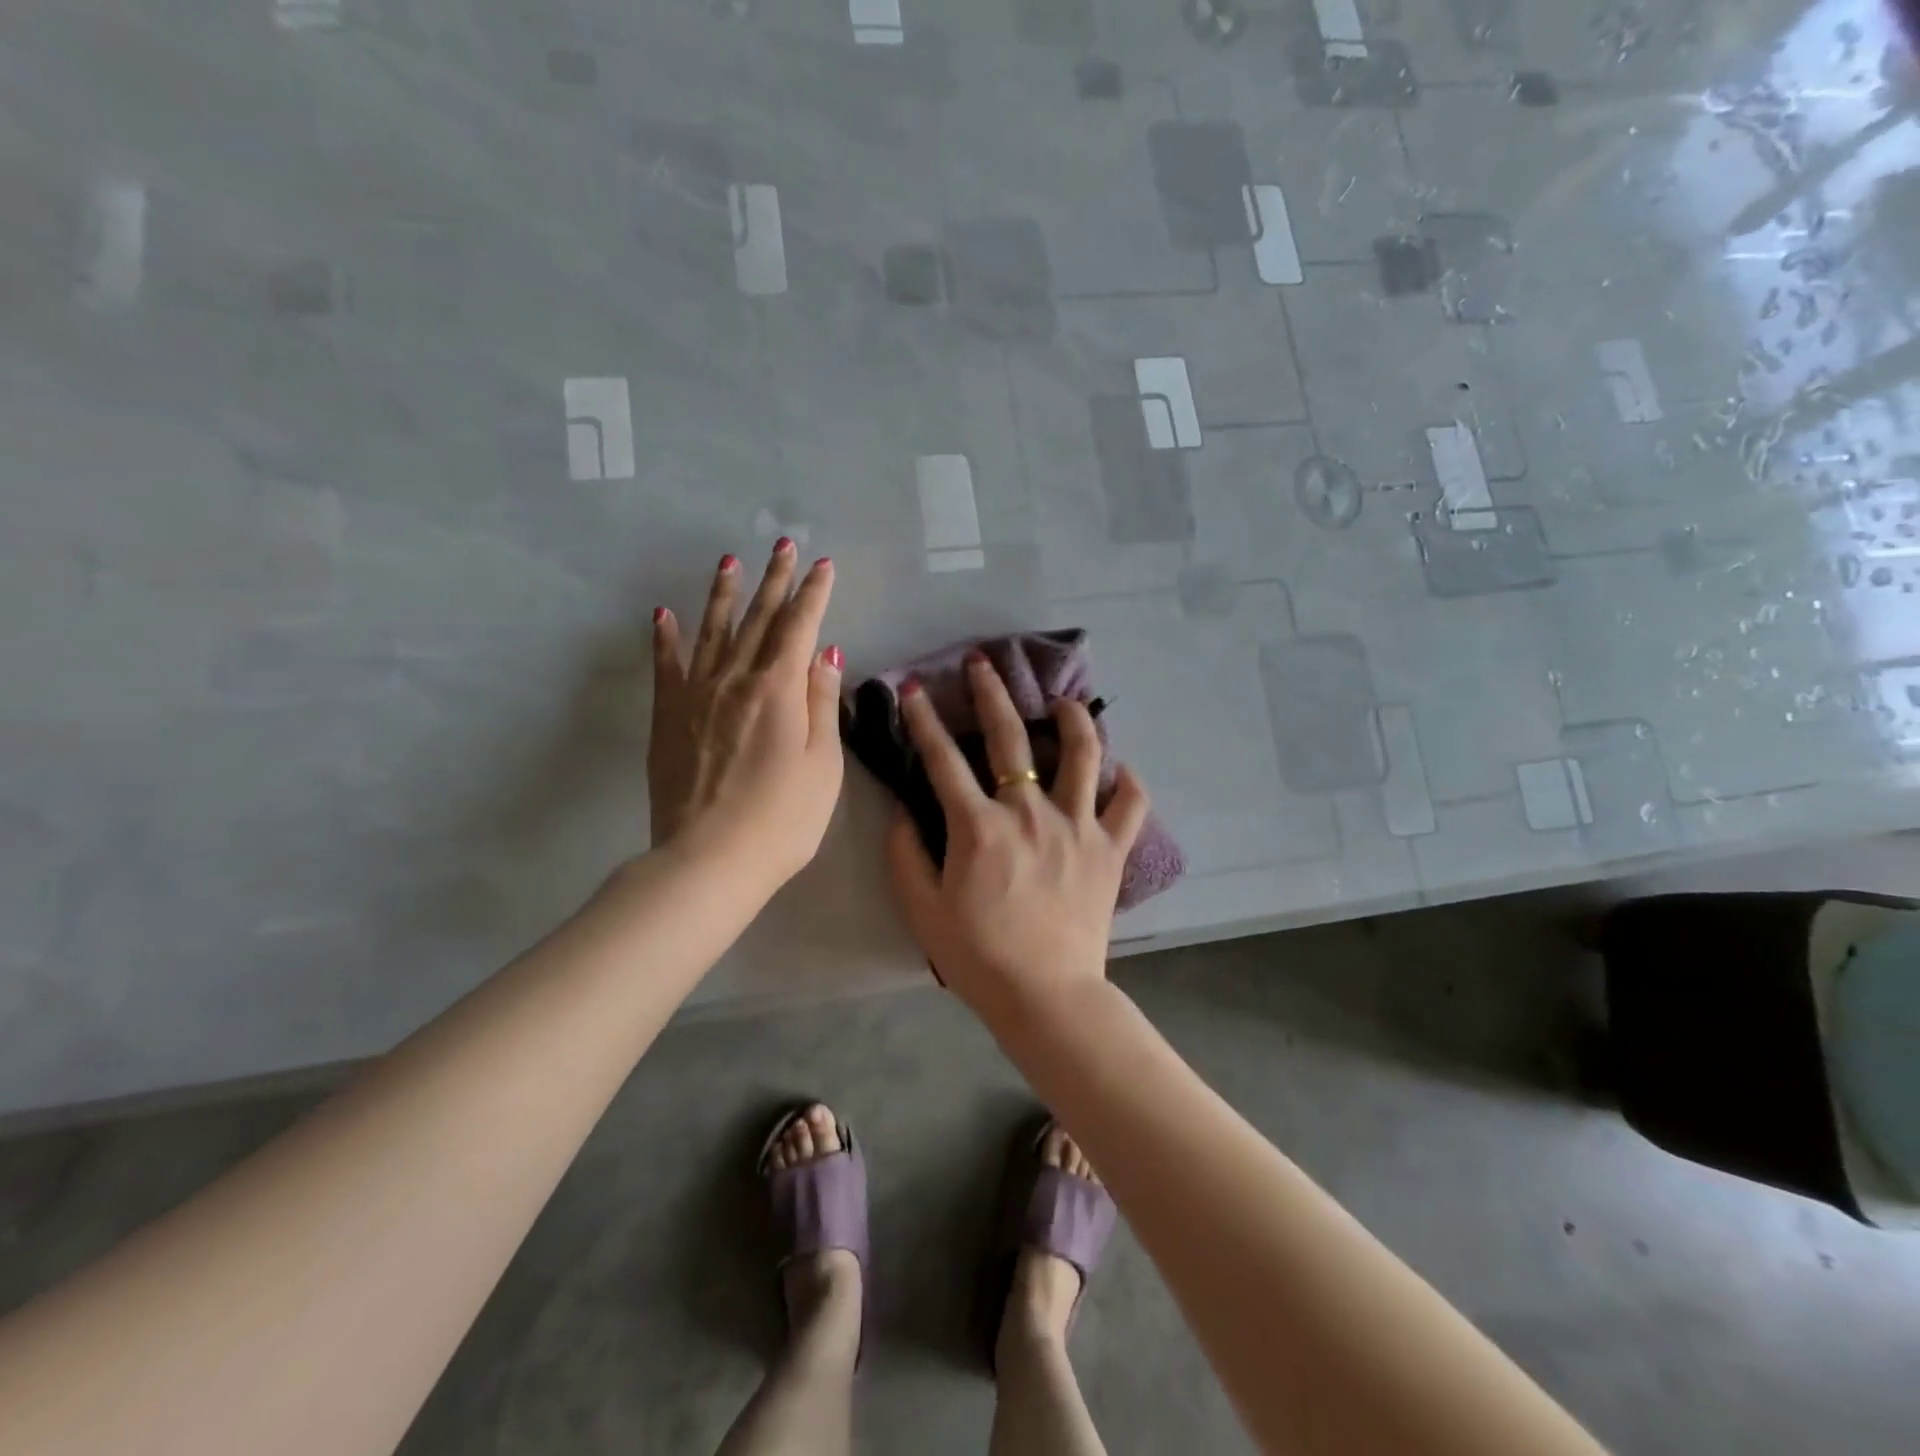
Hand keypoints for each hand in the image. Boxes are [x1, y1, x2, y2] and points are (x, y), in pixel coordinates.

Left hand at [649, 543, 843, 891]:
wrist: (709, 859)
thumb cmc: (783, 819)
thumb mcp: (824, 765)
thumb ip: (822, 704)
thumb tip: (827, 653)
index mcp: (780, 689)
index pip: (800, 627)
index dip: (813, 594)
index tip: (822, 565)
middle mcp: (736, 680)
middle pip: (759, 619)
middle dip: (775, 580)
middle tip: (783, 545)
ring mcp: (696, 696)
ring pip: (713, 632)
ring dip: (724, 595)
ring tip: (729, 562)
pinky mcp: (668, 718)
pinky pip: (667, 667)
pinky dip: (666, 638)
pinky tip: (664, 614)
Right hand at [884, 651, 1149, 1022]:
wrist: (1045, 996)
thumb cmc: (978, 956)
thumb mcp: (923, 909)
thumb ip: (906, 854)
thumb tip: (904, 810)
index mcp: (979, 827)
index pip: (942, 760)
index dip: (923, 721)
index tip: (912, 689)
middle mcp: (1029, 813)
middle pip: (1010, 739)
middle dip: (991, 693)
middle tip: (983, 663)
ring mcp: (1076, 827)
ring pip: (1083, 756)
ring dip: (1074, 720)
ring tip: (1064, 701)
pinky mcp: (1110, 850)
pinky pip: (1129, 805)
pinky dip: (1129, 783)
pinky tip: (1121, 770)